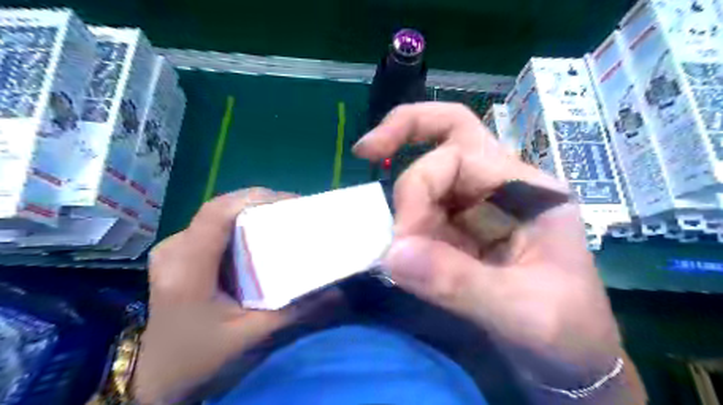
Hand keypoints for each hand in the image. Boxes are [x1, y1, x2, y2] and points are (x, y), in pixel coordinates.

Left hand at [134, 189, 298, 403]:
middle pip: (220, 209)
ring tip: (283, 219)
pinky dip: (241, 223)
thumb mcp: (251, 337)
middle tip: (296, 211)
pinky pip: (214, 226)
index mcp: (187, 270)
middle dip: (261, 203)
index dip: (255, 199)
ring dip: (252, 211)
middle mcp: (174, 250)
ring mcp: (172, 249)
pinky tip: (260, 234)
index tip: (293, 202)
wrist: (159, 376)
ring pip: (217, 214)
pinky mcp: (178, 253)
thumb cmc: (202, 358)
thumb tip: (336, 292)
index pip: (217, 214)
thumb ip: (294, 311)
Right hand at [355, 102, 643, 400]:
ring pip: (431, 175)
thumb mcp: (522, 312)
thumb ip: (458, 282)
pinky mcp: (462, 233)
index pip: (458, 154)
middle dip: (403, 135)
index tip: (402, 238)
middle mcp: (501, 189)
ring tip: (393, 244)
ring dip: (404, 201)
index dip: (418, 186)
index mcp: (527, 192)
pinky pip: (424, 211)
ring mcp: (479, 209)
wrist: (571, 363)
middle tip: (365, 153)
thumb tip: (393, 254)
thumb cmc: (566, 334)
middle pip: (449, 136)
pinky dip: (403, 222)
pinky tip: (395, 247)